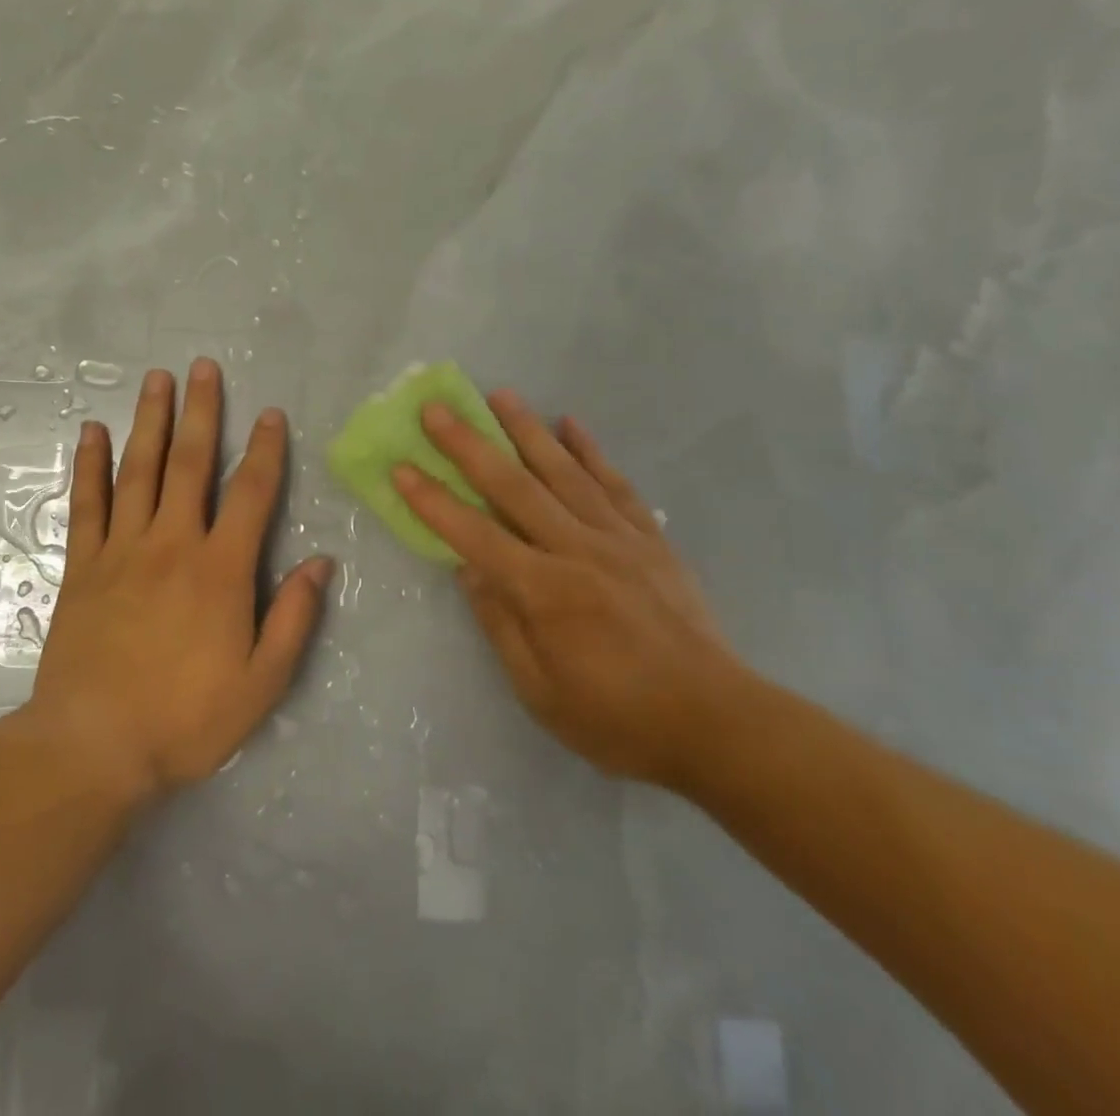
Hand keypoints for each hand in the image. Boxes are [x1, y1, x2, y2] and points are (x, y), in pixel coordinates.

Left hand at [25, 358, 332, 801]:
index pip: (251, 494)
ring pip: (139, 471)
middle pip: (190, 464)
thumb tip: (323, 563)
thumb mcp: (261, 683)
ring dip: (149, 421)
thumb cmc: (185, 719)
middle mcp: (172, 544)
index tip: (270, 414)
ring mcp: (122, 550)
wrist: (93, 748)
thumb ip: (294, 618)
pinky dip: (90, 465)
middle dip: (201, 412)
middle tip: (203, 366)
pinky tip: (91, 432)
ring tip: (156, 379)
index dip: (265, 450)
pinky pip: (87, 504)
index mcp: (221, 569)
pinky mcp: (83, 566)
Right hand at [393, 390, 750, 787]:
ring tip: (500, 395)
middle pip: (513, 487)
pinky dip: (591, 452)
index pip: (474, 534)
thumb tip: (468, 570)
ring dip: (526, 430)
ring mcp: (618, 538)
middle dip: (468, 445)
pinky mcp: (650, 539)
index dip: (433, 501)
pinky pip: (615, 485)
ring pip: (563, 472)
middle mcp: (577, 550)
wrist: (717, 723)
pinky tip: (571, 424)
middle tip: (436, 409)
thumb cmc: (618, 719)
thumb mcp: (540, 692)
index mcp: (544, 591)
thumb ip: (501, 624)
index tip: (402, 467)